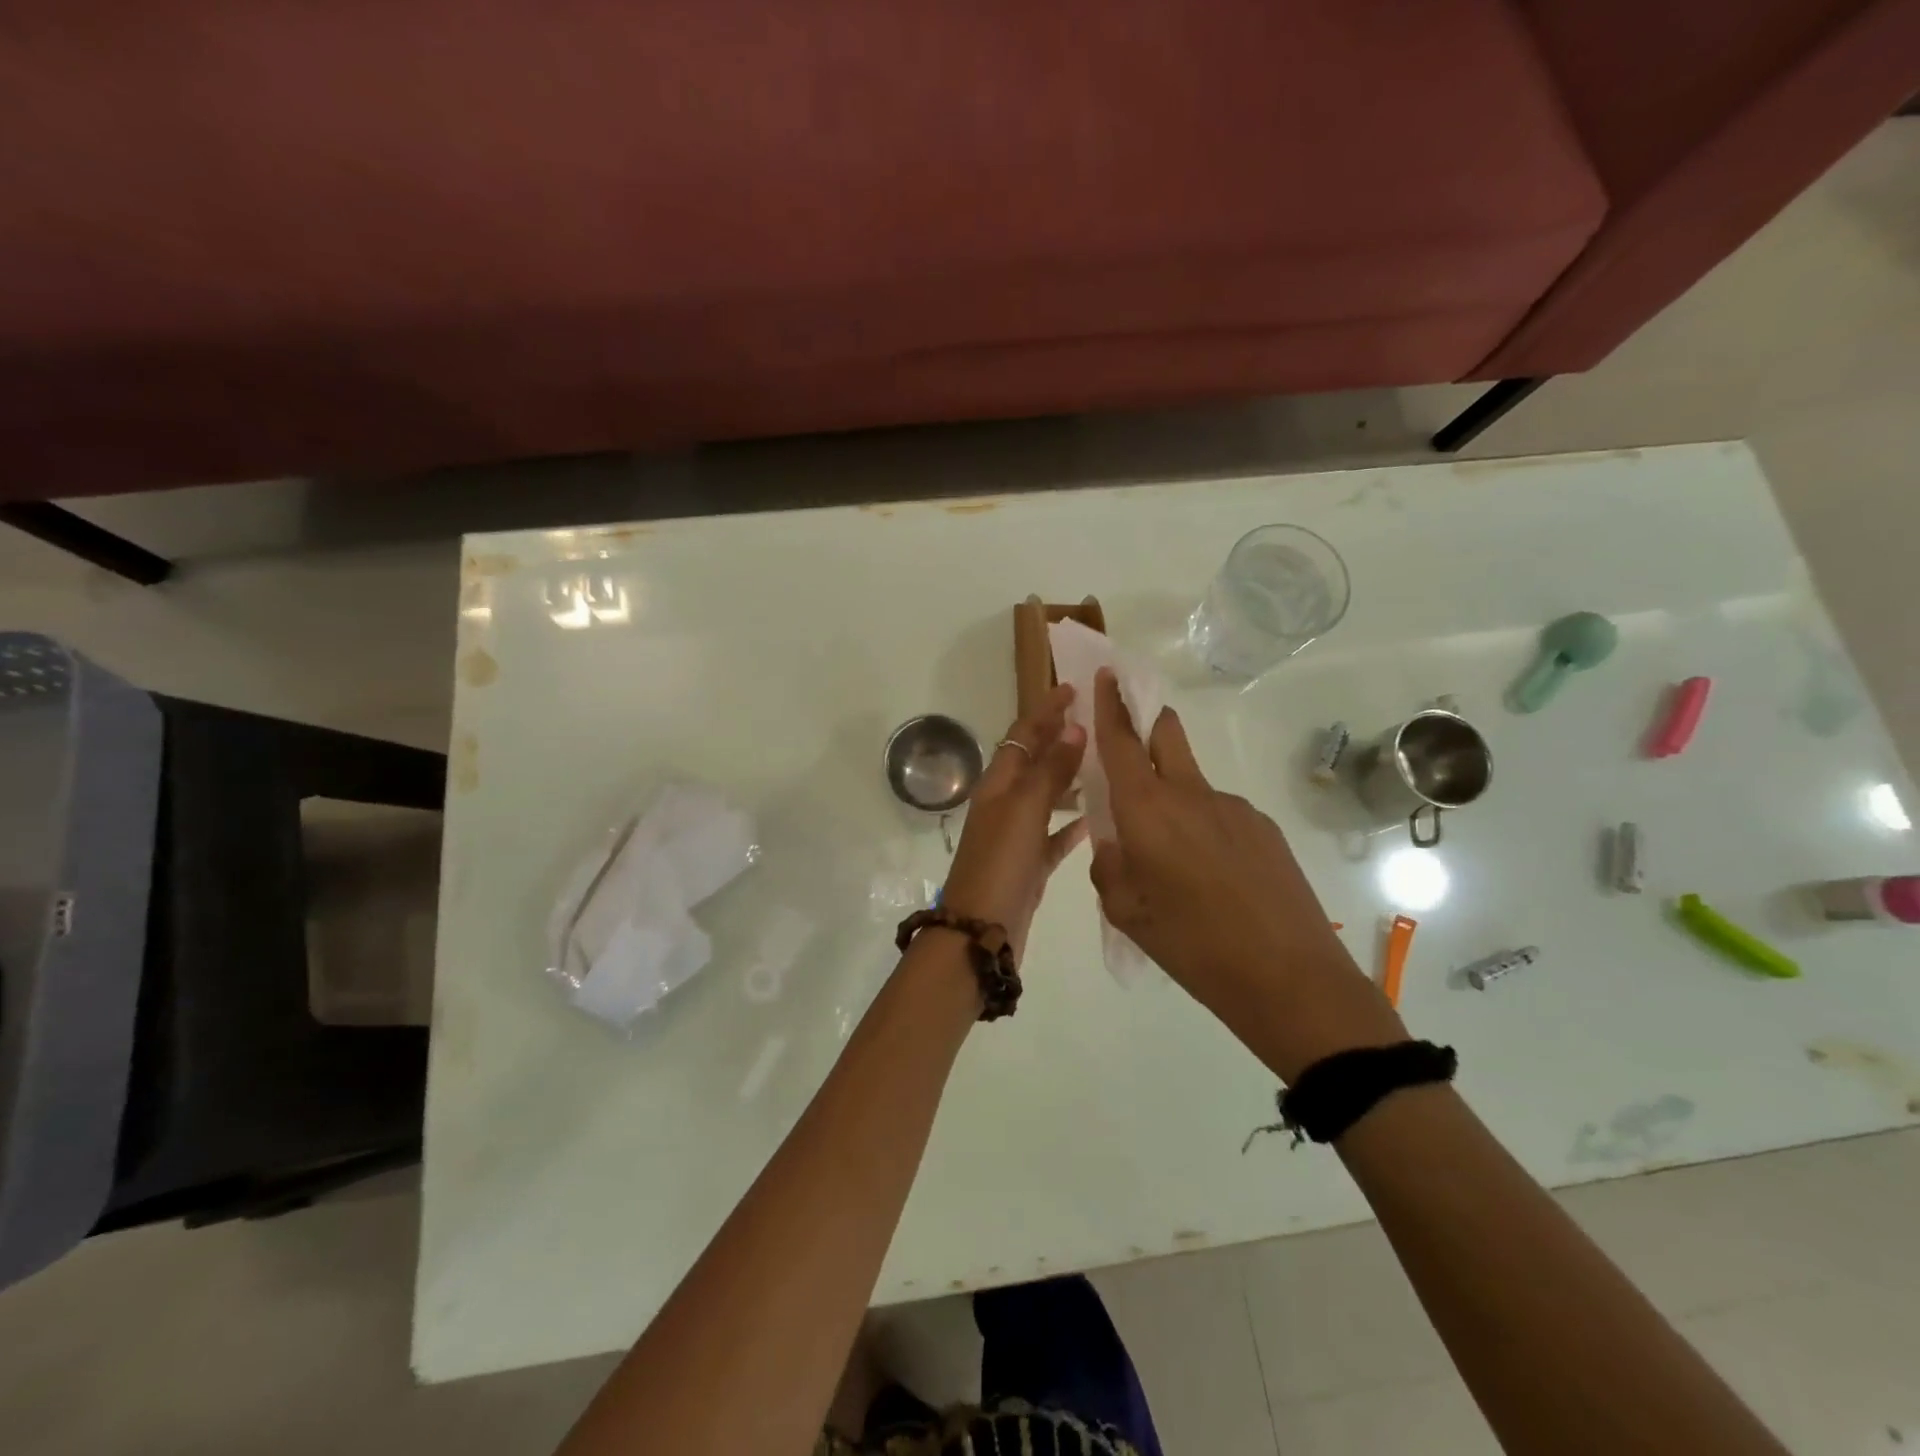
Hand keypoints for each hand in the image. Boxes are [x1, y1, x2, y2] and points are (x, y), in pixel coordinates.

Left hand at [941, 684, 1088, 958]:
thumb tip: (1074, 729)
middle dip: (1059, 739)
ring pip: (1047, 796)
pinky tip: (1096, 818)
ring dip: (1069, 778)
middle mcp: (1005, 804)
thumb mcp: (1025, 810)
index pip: (1023, 735)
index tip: (1072, 688)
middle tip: (1095, 722)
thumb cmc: (1000, 863)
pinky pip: (1054, 834)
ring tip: (1103, 763)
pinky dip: (1072, 823)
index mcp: (998, 784)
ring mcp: (1016, 835)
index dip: (1045, 711)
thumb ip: (1049, 770)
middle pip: (1034, 761)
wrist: (980, 932)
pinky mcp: (1030, 863)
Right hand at [1088, 669, 1399, 1072]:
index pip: (1122, 742)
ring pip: (1191, 782)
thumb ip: (1109, 867)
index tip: (1106, 674)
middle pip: (1166, 735)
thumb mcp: (1127, 914)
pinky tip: (1213, 876)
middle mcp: (1190, 795)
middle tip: (1132, 721)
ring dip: (1173, 795)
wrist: (1290, 979)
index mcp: (1147, 812)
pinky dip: (1204, 826)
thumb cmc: (1194, 948)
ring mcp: (1233, 807)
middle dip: (1146, 718)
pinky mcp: (1264, 826)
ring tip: (1174, 857)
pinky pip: (1220, 813)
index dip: (1110, 706)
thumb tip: (1114, 842)